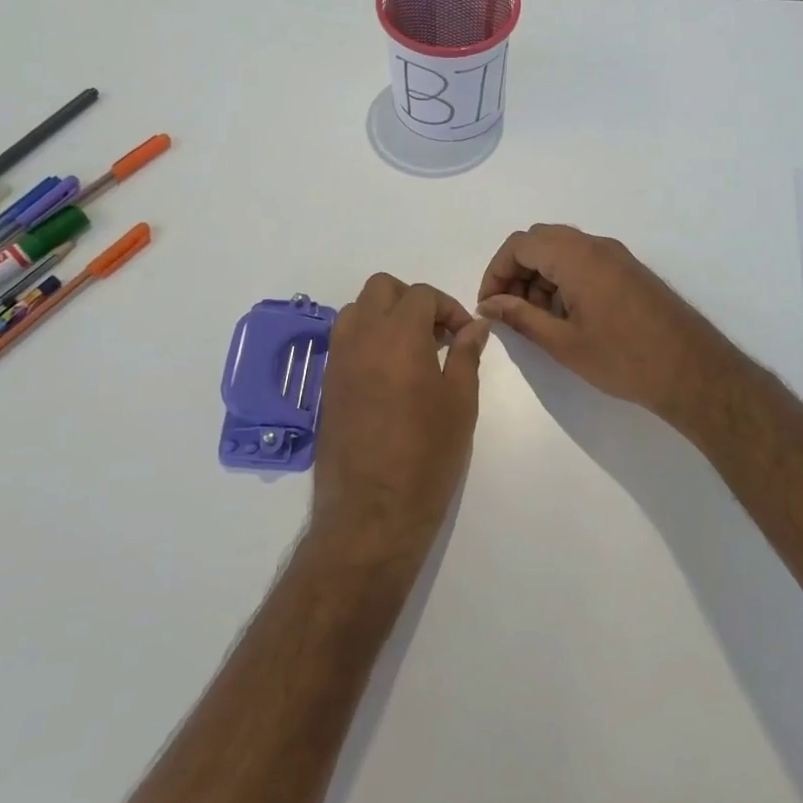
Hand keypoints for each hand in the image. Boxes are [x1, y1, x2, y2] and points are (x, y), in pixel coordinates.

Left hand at [309, 274, 490, 567]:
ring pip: (356, 311)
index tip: (465, 336)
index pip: (421, 295)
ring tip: (411, 352)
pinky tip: (389, 376)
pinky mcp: (327, 386)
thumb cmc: (427, 456)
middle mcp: (361, 337)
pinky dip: (367, 341)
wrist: (371, 513)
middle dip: (412, 300)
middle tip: (436, 334)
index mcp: (397, 335)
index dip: (449, 308)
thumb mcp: (460, 403)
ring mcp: (337, 361)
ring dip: (384, 316)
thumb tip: (475, 326)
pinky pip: (344, 342)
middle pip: (381, 289)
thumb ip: (465, 355)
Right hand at [477, 224, 739, 423]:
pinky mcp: (629, 271)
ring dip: (540, 276)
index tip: (490, 304)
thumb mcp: (564, 343)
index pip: (520, 244)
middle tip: (510, 310)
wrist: (693, 370)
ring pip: (563, 251)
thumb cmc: (624, 359)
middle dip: (517, 271)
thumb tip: (490, 304)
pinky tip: (566, 316)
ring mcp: (617, 256)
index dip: (496, 271)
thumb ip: (521, 317)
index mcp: (577, 257)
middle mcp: (597, 246)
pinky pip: (585, 261)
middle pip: (541, 241)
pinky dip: (564, 279)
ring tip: (537, 319)